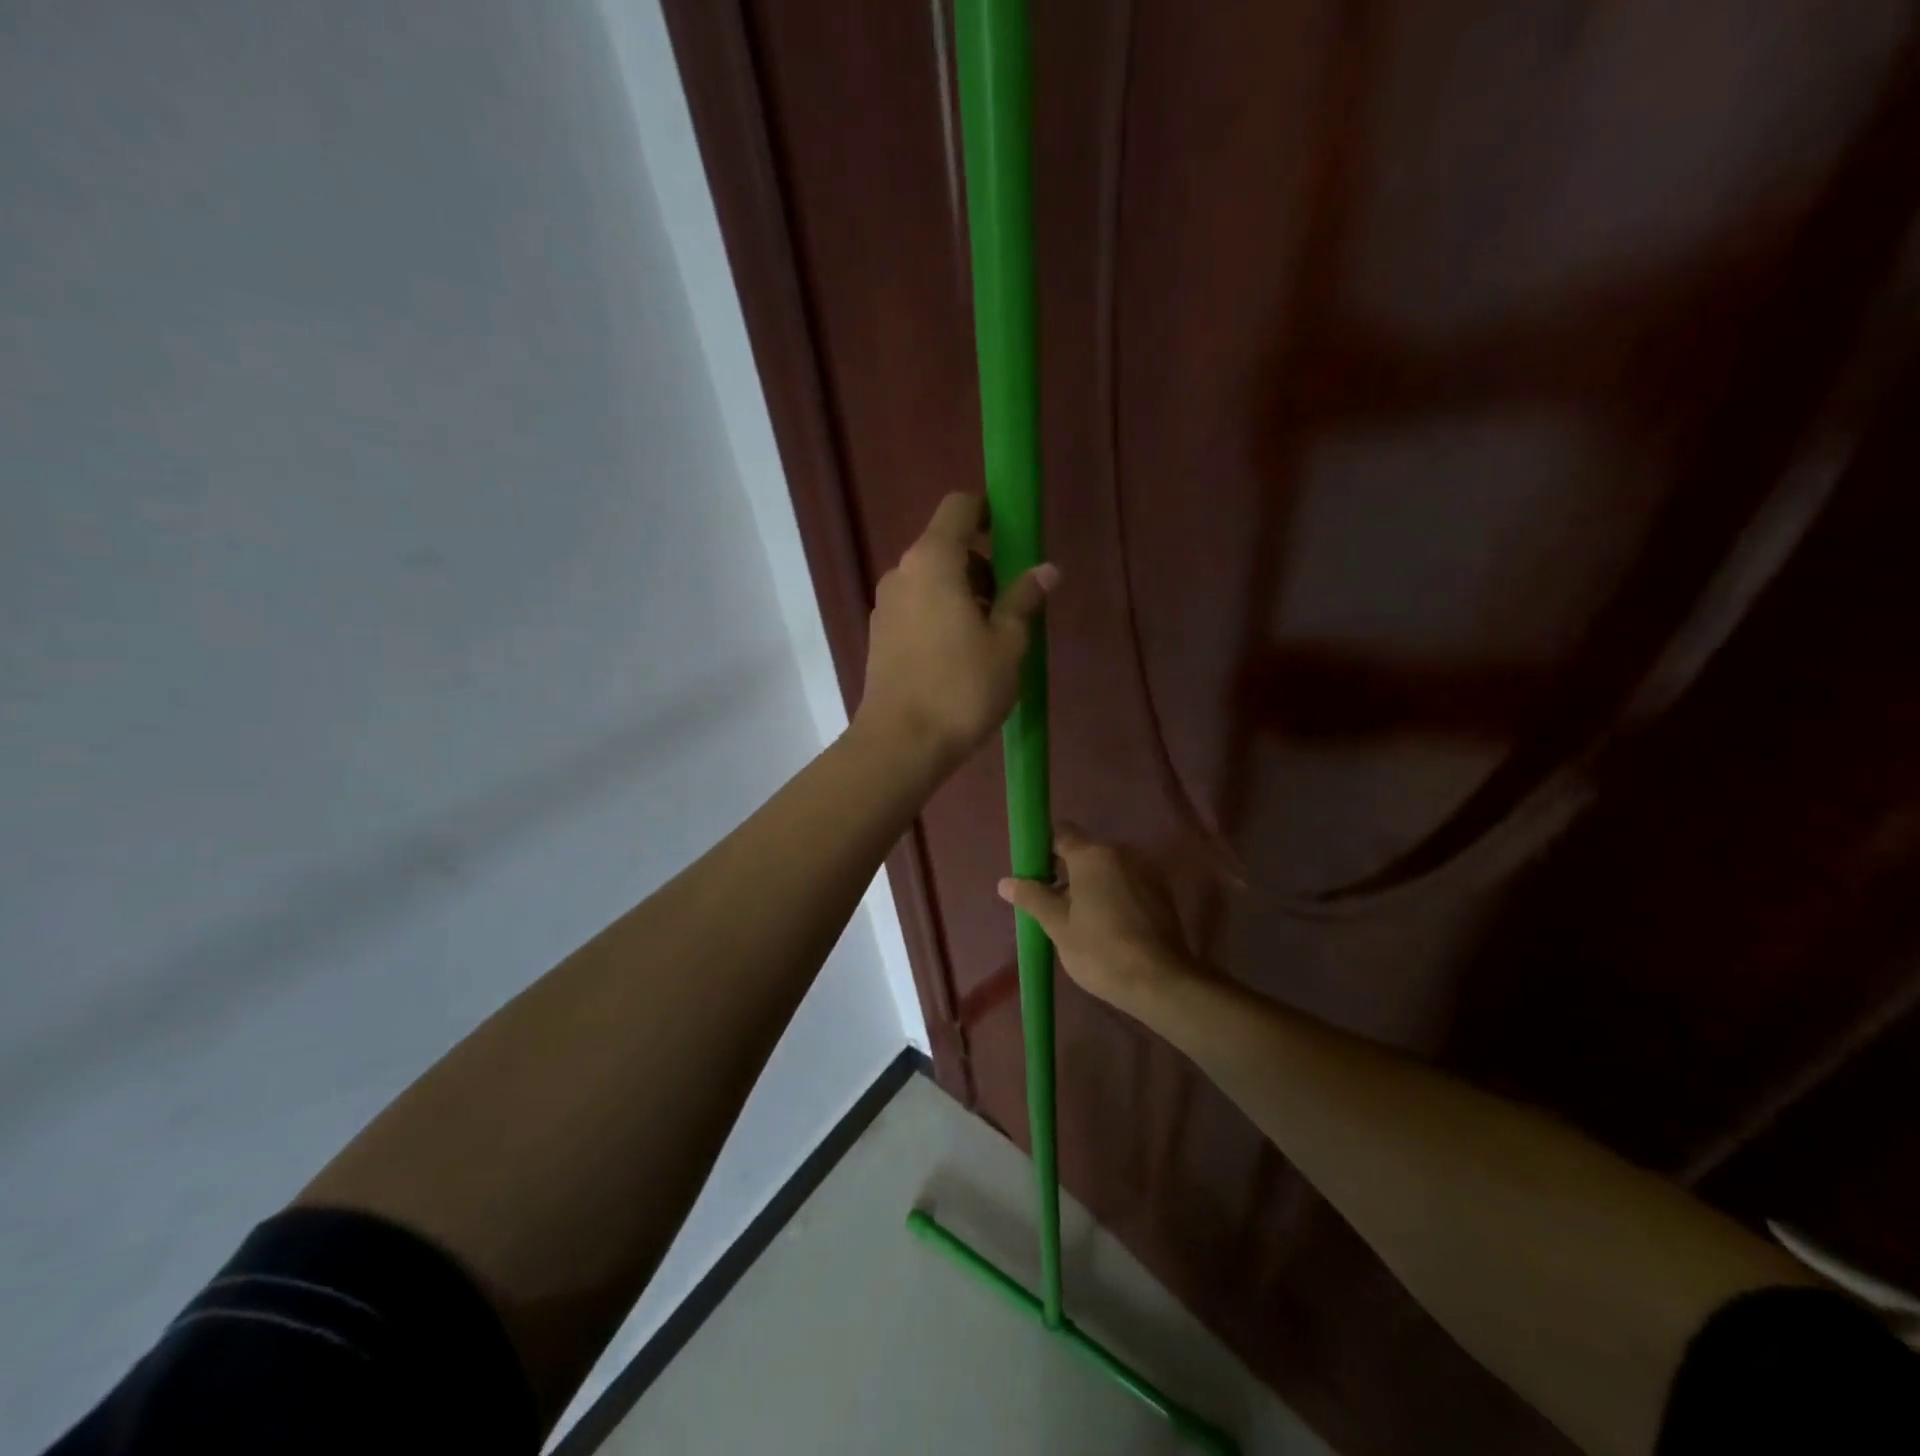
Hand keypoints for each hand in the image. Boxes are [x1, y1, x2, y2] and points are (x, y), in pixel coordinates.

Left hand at [855, 492, 1057, 769]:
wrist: (900, 744)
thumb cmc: (961, 688)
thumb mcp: (1007, 644)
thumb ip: (1024, 599)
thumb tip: (1046, 569)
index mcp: (933, 561)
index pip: (959, 507)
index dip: (988, 511)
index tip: (1014, 537)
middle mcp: (902, 573)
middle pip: (946, 546)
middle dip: (982, 565)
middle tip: (1010, 606)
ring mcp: (885, 605)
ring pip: (931, 581)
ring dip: (962, 594)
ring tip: (989, 639)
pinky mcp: (879, 635)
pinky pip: (917, 607)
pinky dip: (941, 615)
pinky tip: (959, 657)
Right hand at [996, 826, 1212, 1018]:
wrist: (1160, 982)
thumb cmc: (1100, 950)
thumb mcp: (1058, 926)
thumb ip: (1033, 897)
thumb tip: (1005, 882)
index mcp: (1092, 855)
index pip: (1061, 834)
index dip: (1043, 850)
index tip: (1033, 874)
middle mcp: (1121, 852)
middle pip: (1085, 852)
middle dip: (1066, 872)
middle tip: (1052, 906)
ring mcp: (1146, 871)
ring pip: (1108, 869)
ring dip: (1092, 886)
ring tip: (1079, 921)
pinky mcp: (1162, 892)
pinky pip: (1127, 883)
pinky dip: (1114, 896)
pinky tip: (1107, 927)